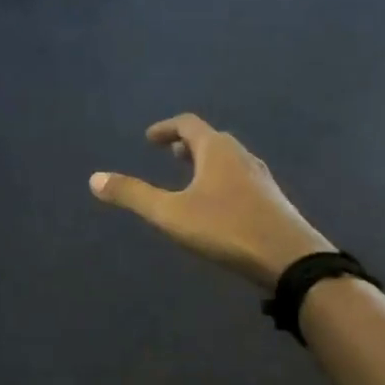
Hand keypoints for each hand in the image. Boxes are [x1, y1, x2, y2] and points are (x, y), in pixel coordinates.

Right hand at [90, 115, 333, 289]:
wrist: (291, 259)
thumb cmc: (226, 228)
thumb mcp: (171, 214)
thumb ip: (133, 195)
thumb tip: (94, 179)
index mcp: (217, 150)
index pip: (188, 124)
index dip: (166, 128)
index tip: (149, 139)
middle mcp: (241, 156)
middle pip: (211, 139)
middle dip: (186, 145)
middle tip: (168, 155)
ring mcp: (261, 178)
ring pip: (228, 160)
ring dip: (205, 162)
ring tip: (190, 178)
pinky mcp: (272, 201)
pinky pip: (240, 178)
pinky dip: (221, 179)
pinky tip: (217, 205)